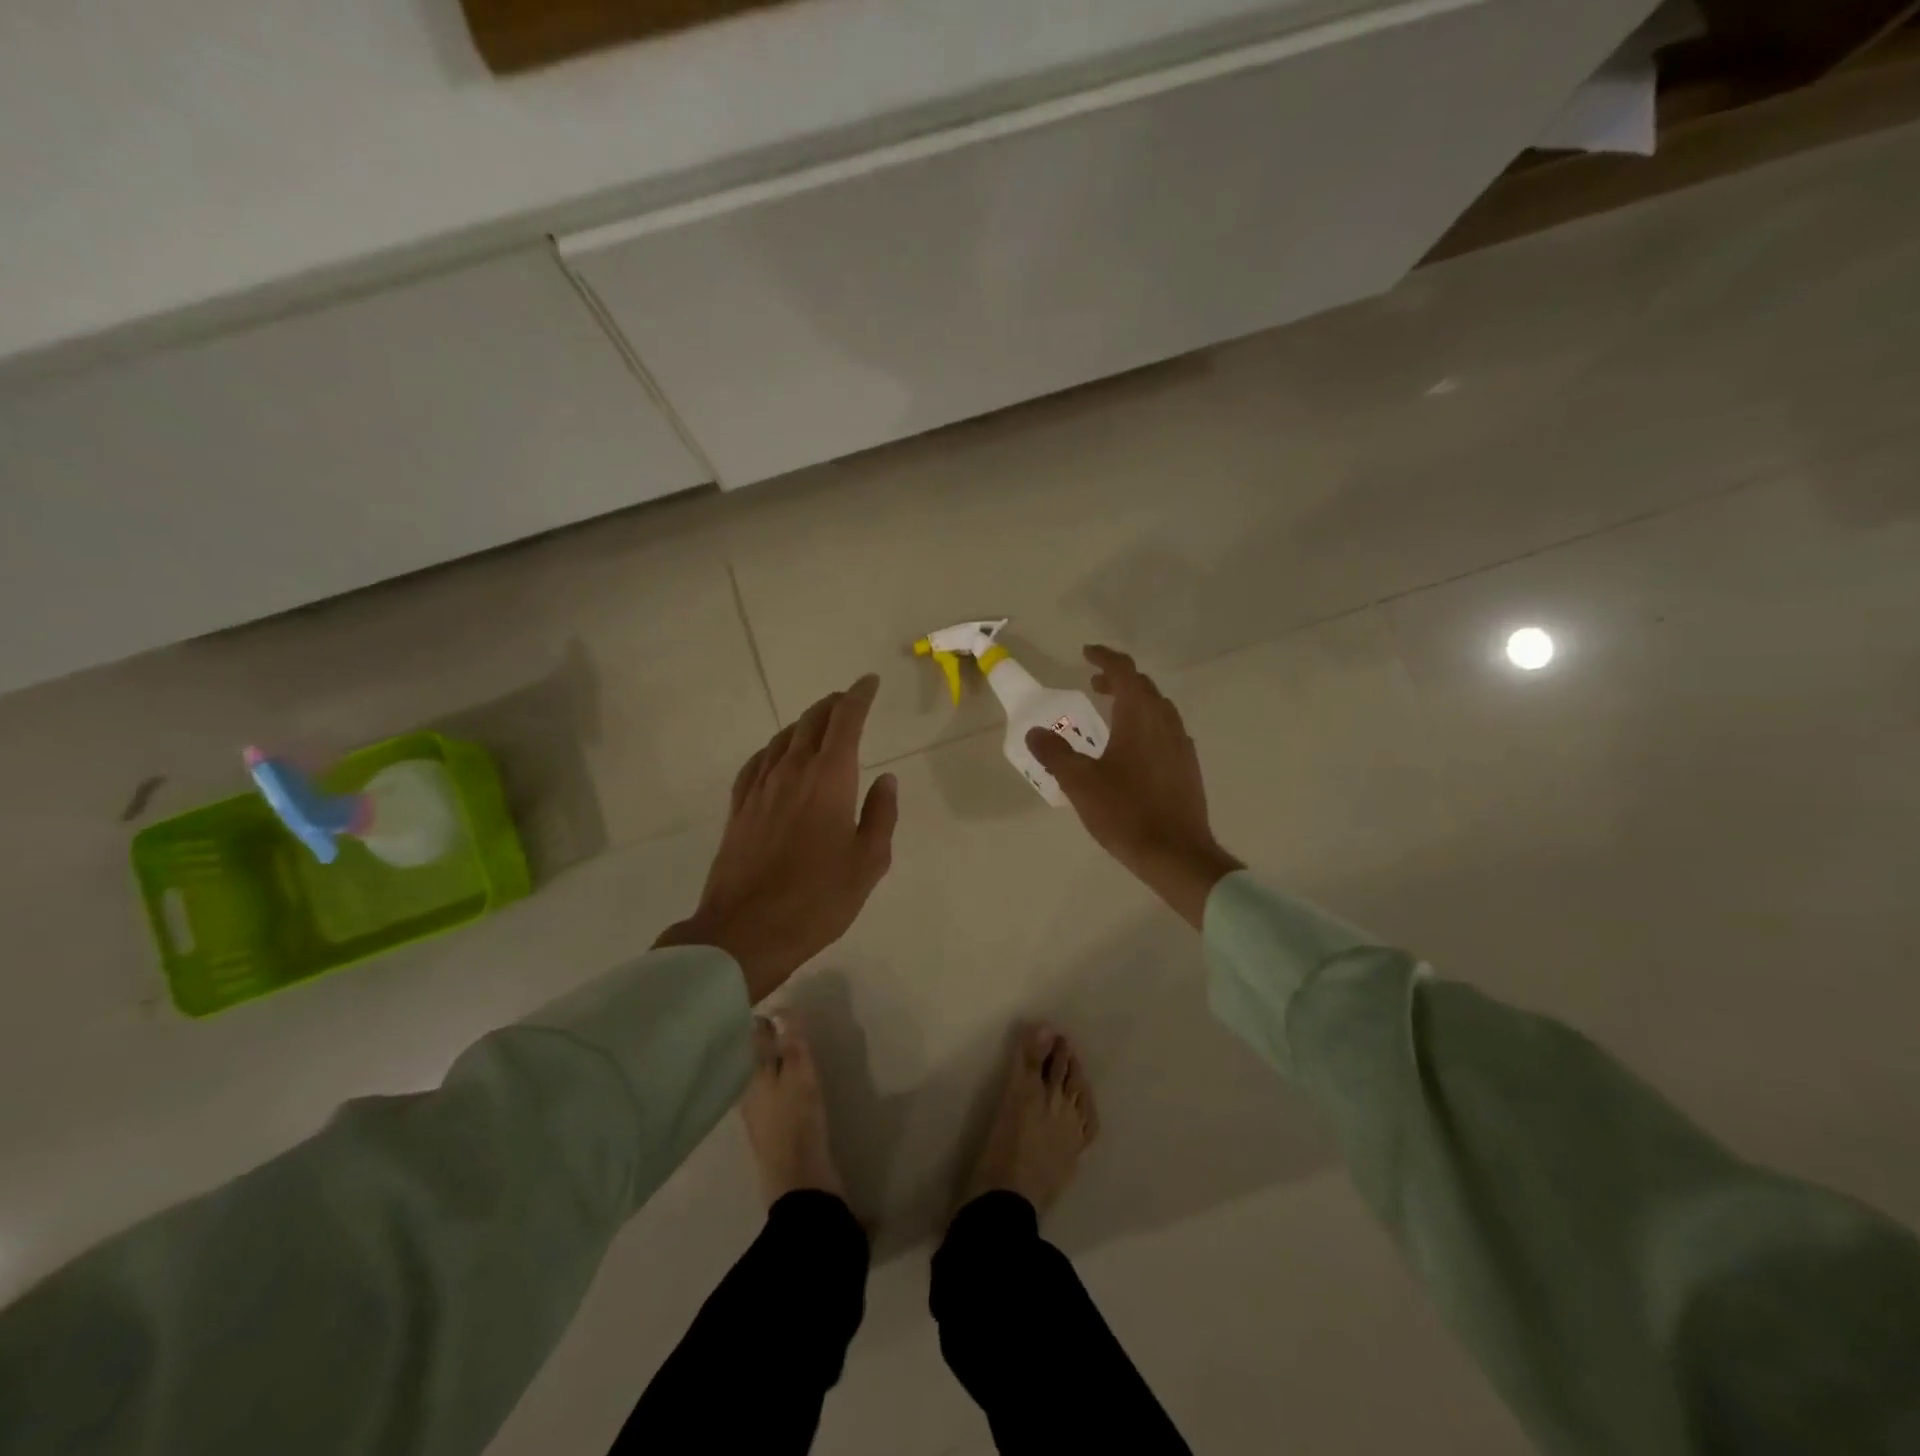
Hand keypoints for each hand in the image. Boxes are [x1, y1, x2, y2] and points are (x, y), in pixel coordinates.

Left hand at [657, 675, 898, 1001]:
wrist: (746, 930)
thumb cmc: (818, 898)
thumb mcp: (868, 862)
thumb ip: (881, 816)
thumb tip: (887, 781)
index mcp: (829, 779)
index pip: (846, 721)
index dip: (859, 697)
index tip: (869, 682)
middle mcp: (792, 771)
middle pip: (811, 722)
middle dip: (833, 705)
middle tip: (848, 700)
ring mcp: (760, 788)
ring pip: (783, 738)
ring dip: (804, 723)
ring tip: (818, 722)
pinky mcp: (739, 808)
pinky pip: (757, 762)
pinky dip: (774, 748)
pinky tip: (777, 755)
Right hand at [1027, 646, 1240, 928]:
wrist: (1176, 853)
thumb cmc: (1125, 812)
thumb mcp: (1079, 782)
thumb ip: (1055, 753)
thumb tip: (1034, 732)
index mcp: (1139, 717)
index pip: (1124, 672)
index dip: (1105, 658)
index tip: (1086, 653)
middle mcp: (1165, 723)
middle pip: (1144, 687)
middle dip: (1118, 679)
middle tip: (1093, 684)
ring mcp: (1181, 746)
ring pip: (1158, 709)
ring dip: (1134, 702)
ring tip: (1111, 714)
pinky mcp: (1187, 768)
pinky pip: (1166, 731)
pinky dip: (1146, 725)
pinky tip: (1133, 749)